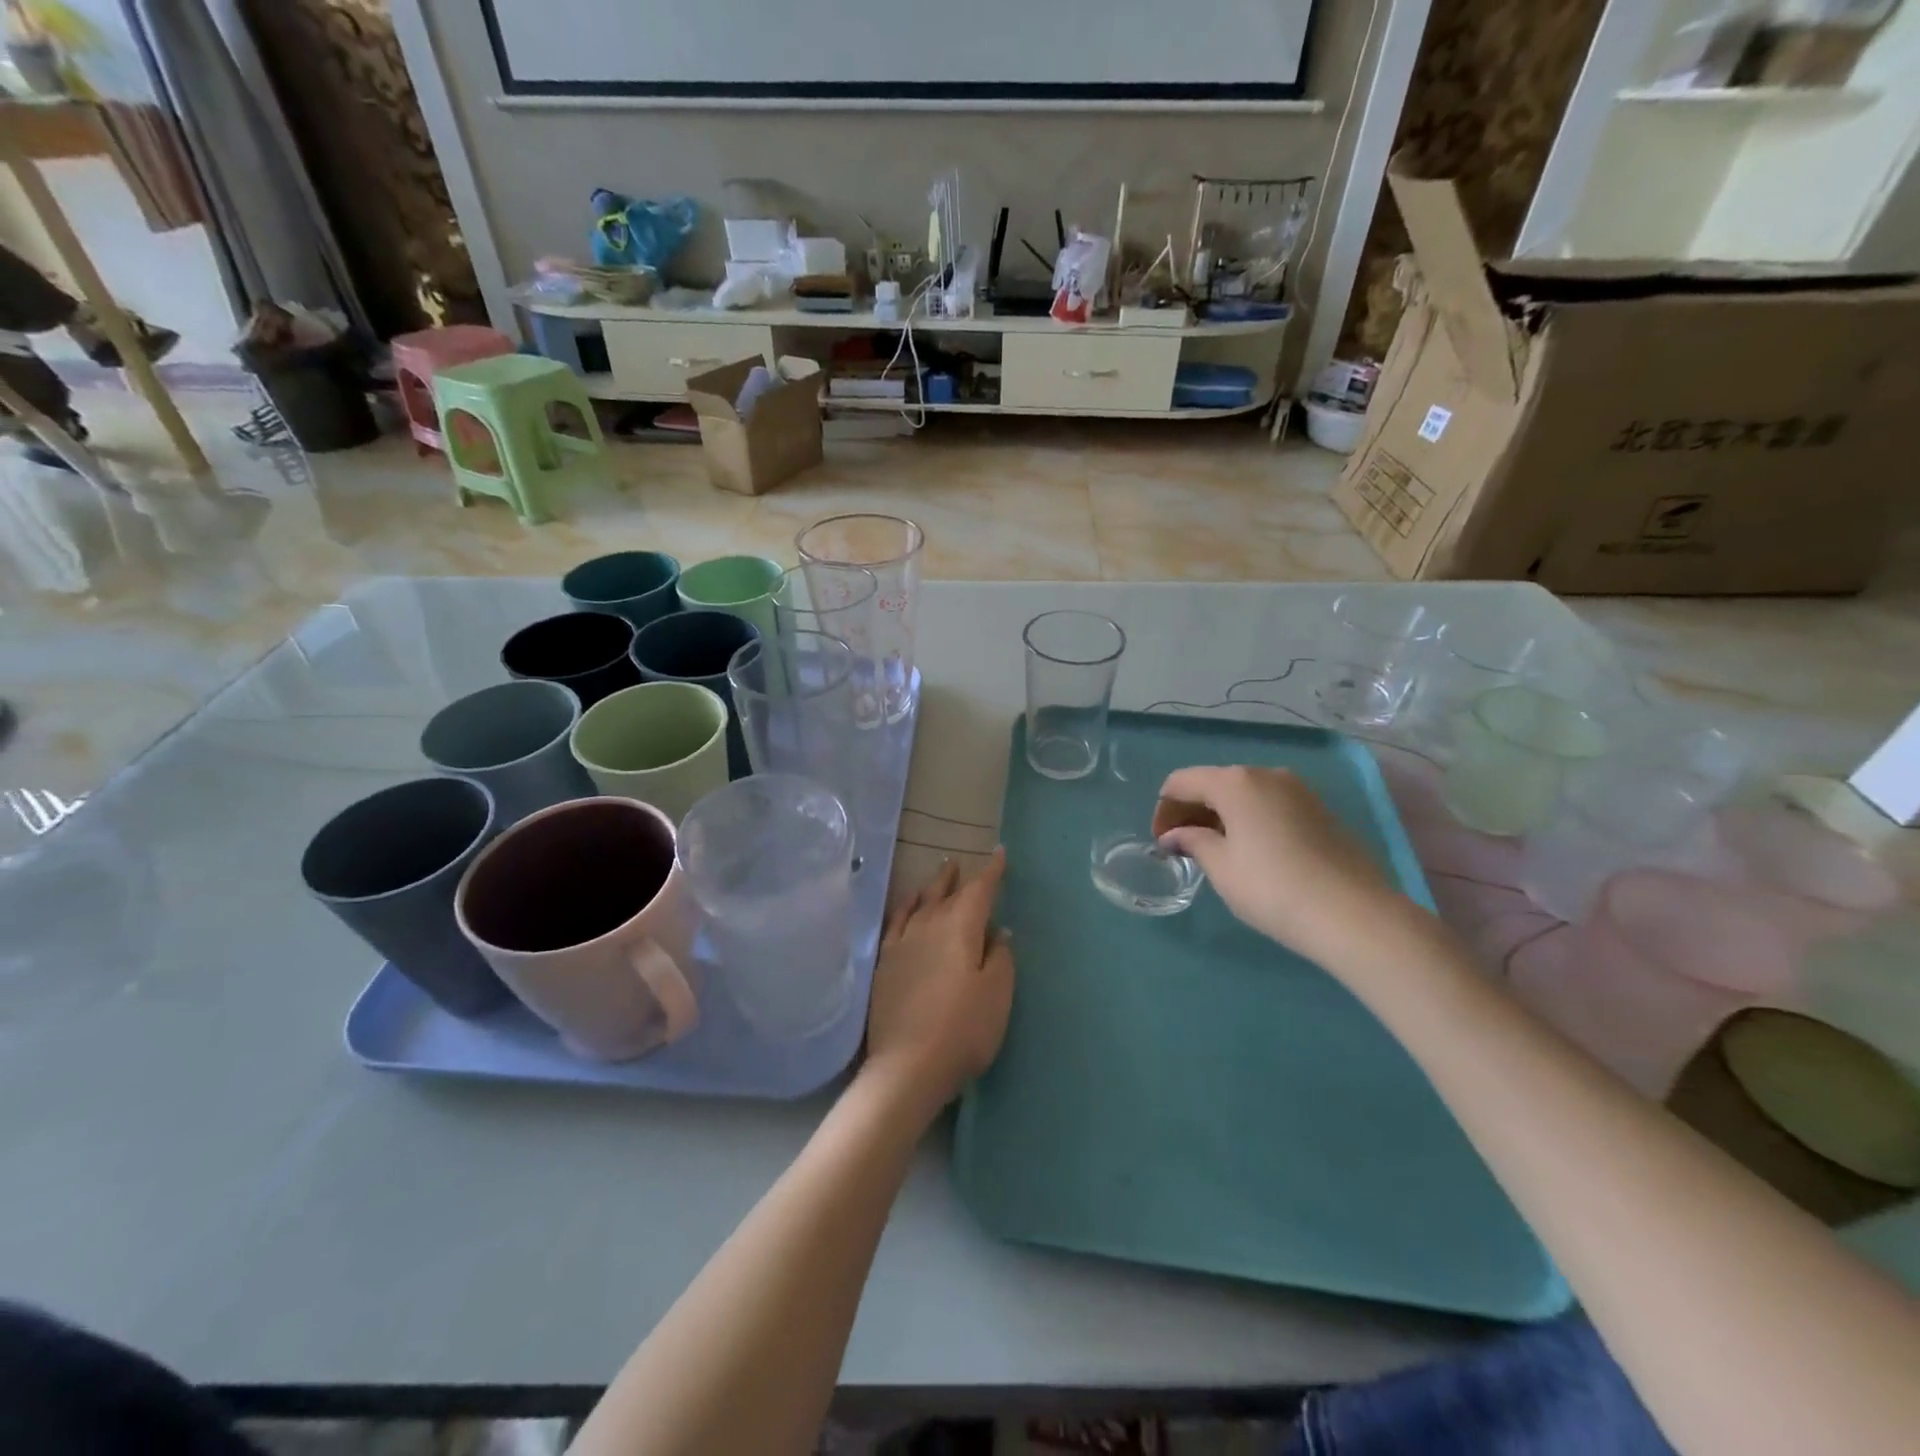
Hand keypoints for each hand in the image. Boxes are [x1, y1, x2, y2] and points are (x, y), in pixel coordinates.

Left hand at [864, 849, 1014, 1113]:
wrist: (908, 1066)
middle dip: (958, 878)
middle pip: (946, 894)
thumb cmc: (964, 1030)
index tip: (999, 854)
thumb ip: (1000, 957)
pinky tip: (907, 907)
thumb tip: (999, 931)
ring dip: (932, 888)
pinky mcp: (885, 964)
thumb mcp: (997, 994)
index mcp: (961, 928)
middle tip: (962, 863)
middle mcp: (929, 926)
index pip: (979, 890)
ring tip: (938, 877)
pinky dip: (904, 908)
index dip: (991, 872)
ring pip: (920, 904)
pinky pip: (895, 923)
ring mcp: (902, 943)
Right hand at [1153, 765, 1414, 969]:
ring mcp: (1298, 790)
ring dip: (1220, 815)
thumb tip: (1176, 835)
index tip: (1161, 843)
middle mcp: (1266, 774)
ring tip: (1213, 852)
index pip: (1182, 781)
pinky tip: (1249, 852)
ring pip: (1244, 794)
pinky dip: (1248, 820)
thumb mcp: (1221, 867)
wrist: (1353, 914)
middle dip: (1191, 810)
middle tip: (1181, 848)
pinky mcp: (1319, 810)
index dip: (1163, 810)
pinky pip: (1269, 805)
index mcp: (1235, 782)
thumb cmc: (1272, 888)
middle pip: (1214, 782)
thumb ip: (1193, 842)